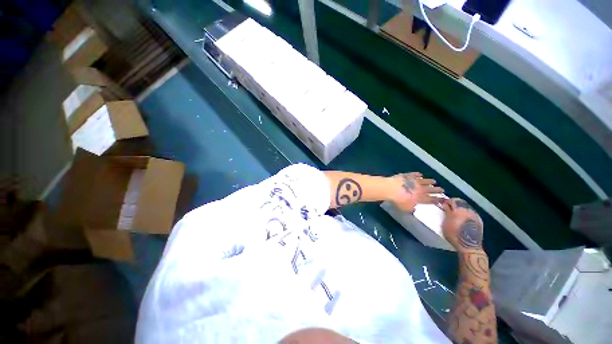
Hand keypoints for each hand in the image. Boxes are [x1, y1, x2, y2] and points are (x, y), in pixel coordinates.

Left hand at [389, 172, 443, 212]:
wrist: (391, 188)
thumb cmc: (398, 200)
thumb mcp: (405, 208)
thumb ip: (411, 209)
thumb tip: (414, 209)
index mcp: (420, 198)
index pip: (431, 199)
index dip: (438, 199)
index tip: (443, 199)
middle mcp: (419, 189)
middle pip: (430, 189)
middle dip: (437, 190)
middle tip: (442, 189)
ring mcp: (414, 181)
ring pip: (425, 181)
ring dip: (430, 181)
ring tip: (434, 181)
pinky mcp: (408, 175)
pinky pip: (415, 174)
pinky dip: (418, 175)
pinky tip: (420, 174)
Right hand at [441, 198, 483, 251]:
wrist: (469, 245)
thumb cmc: (454, 234)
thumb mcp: (445, 223)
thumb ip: (446, 212)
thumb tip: (445, 205)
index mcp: (458, 209)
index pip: (452, 200)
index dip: (446, 201)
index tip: (443, 204)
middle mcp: (468, 210)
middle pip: (461, 203)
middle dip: (455, 204)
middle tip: (449, 208)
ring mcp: (475, 215)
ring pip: (467, 207)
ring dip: (461, 208)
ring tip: (456, 214)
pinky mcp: (479, 221)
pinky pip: (471, 213)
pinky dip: (467, 214)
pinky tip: (464, 219)